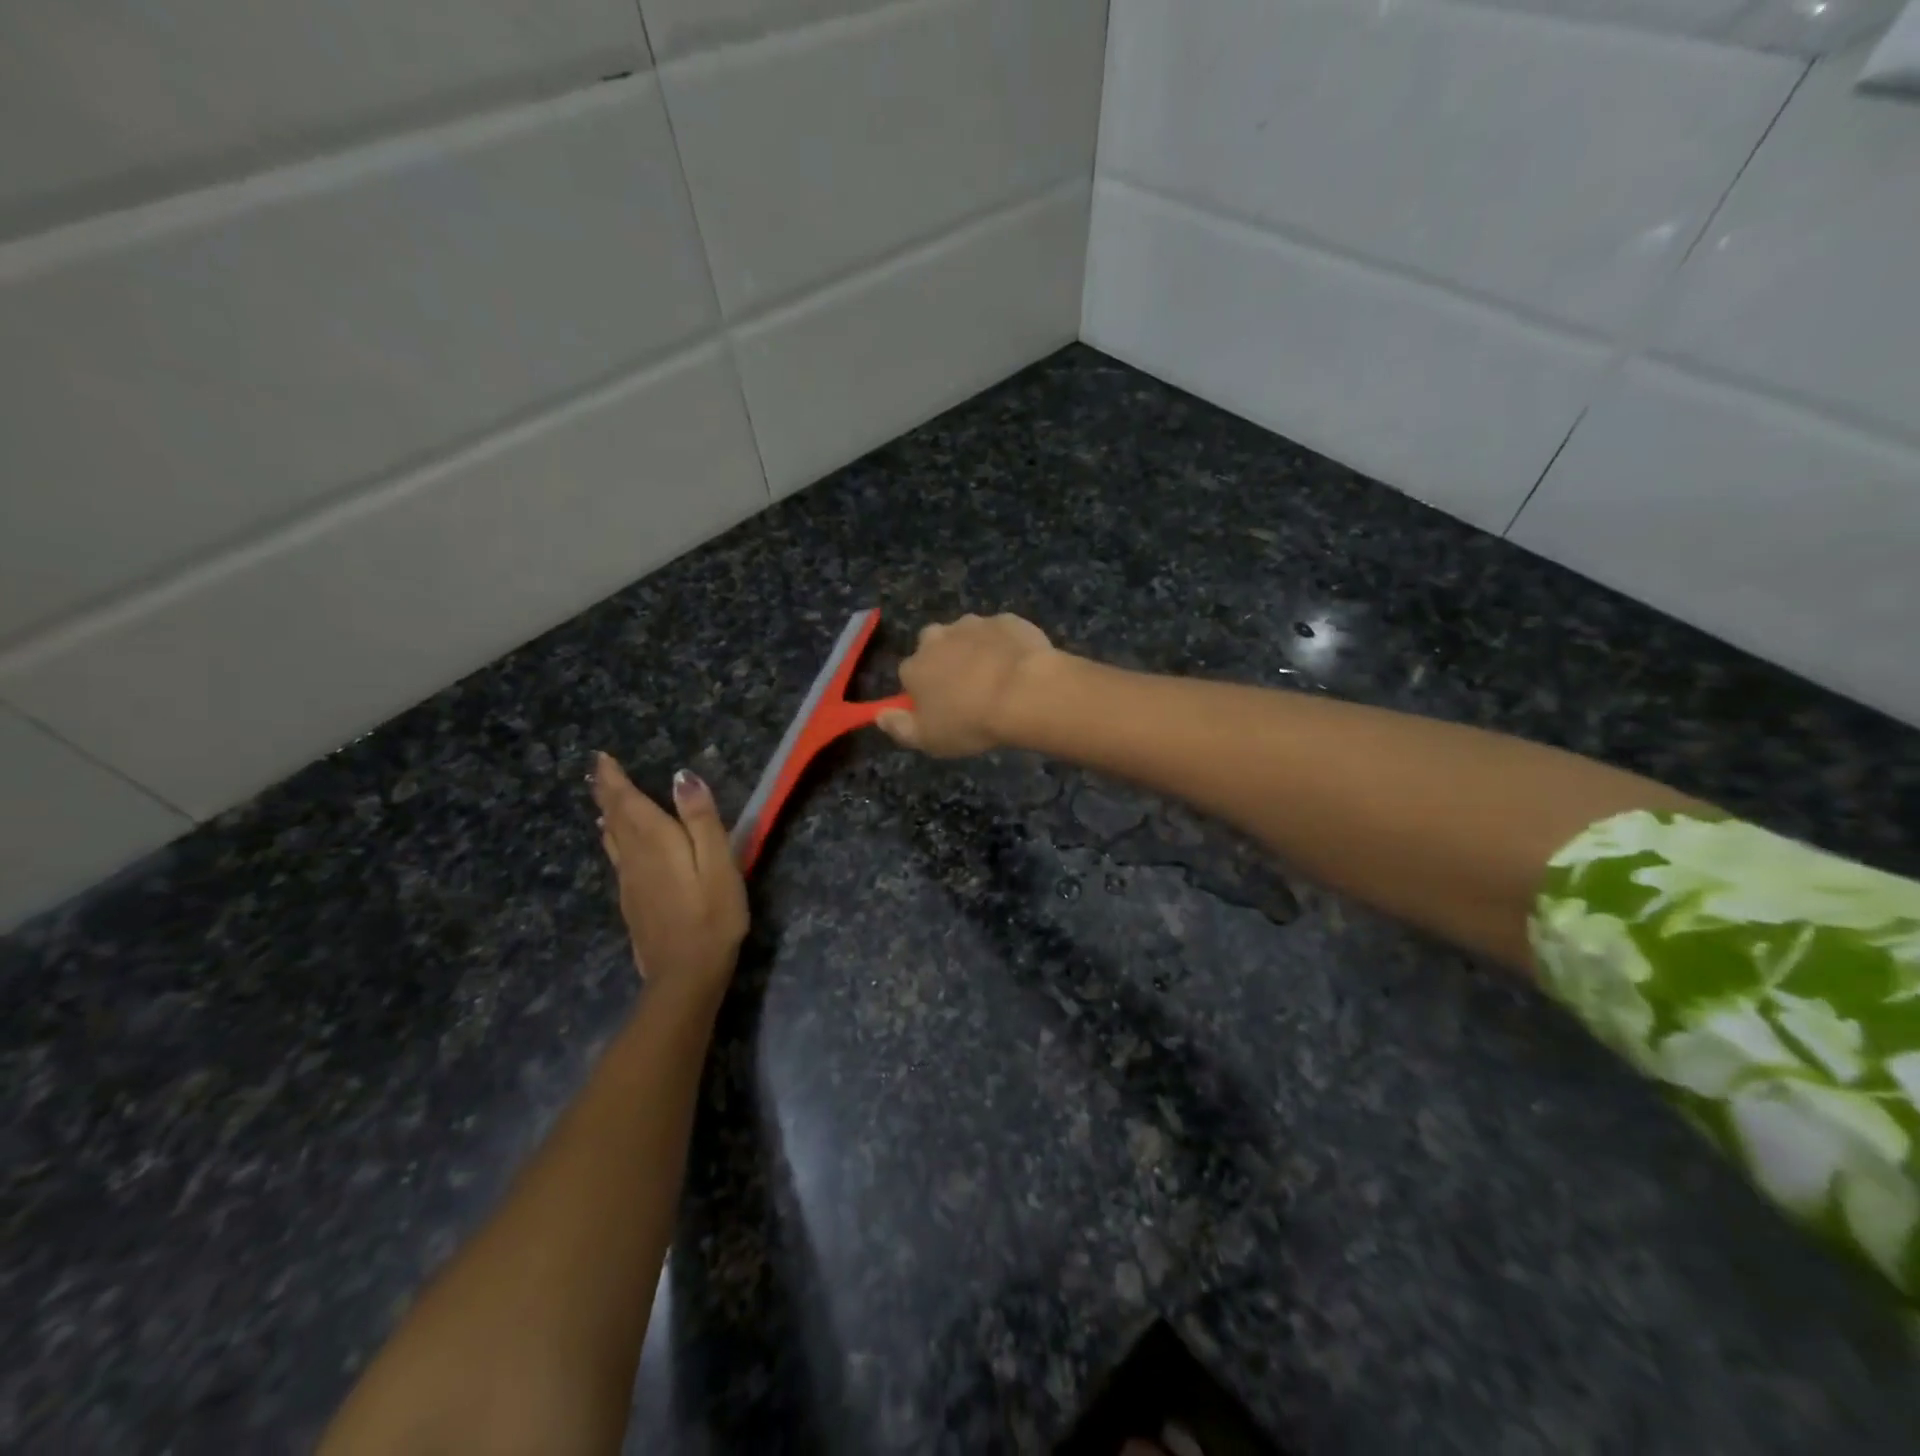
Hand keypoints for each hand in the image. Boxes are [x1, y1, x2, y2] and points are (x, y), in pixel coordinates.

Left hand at [592, 753, 747, 1000]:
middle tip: (597, 770)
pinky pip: (617, 856)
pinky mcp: (632, 901)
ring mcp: (629, 881)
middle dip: (606, 791)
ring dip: (607, 813)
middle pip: (615, 817)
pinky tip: (616, 841)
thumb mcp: (718, 862)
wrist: (686, 972)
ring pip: (612, 838)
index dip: (613, 778)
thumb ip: (701, 819)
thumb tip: (682, 777)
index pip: (627, 801)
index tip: (601, 757)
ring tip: (603, 800)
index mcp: (654, 841)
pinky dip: (613, 838)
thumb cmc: (712, 913)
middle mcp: (634, 857)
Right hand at [877, 612, 1057, 757]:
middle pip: (935, 647)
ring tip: (998, 678)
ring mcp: (973, 624)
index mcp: (914, 666)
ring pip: (968, 636)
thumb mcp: (929, 740)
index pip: (910, 675)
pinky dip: (1006, 645)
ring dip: (976, 651)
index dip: (925, 691)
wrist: (1025, 693)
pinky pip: (1001, 632)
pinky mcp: (1007, 620)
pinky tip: (1019, 665)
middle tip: (970, 690)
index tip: (943, 708)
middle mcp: (937, 637)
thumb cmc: (971, 722)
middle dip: (947, 662)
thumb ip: (899, 728)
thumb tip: (879, 716)